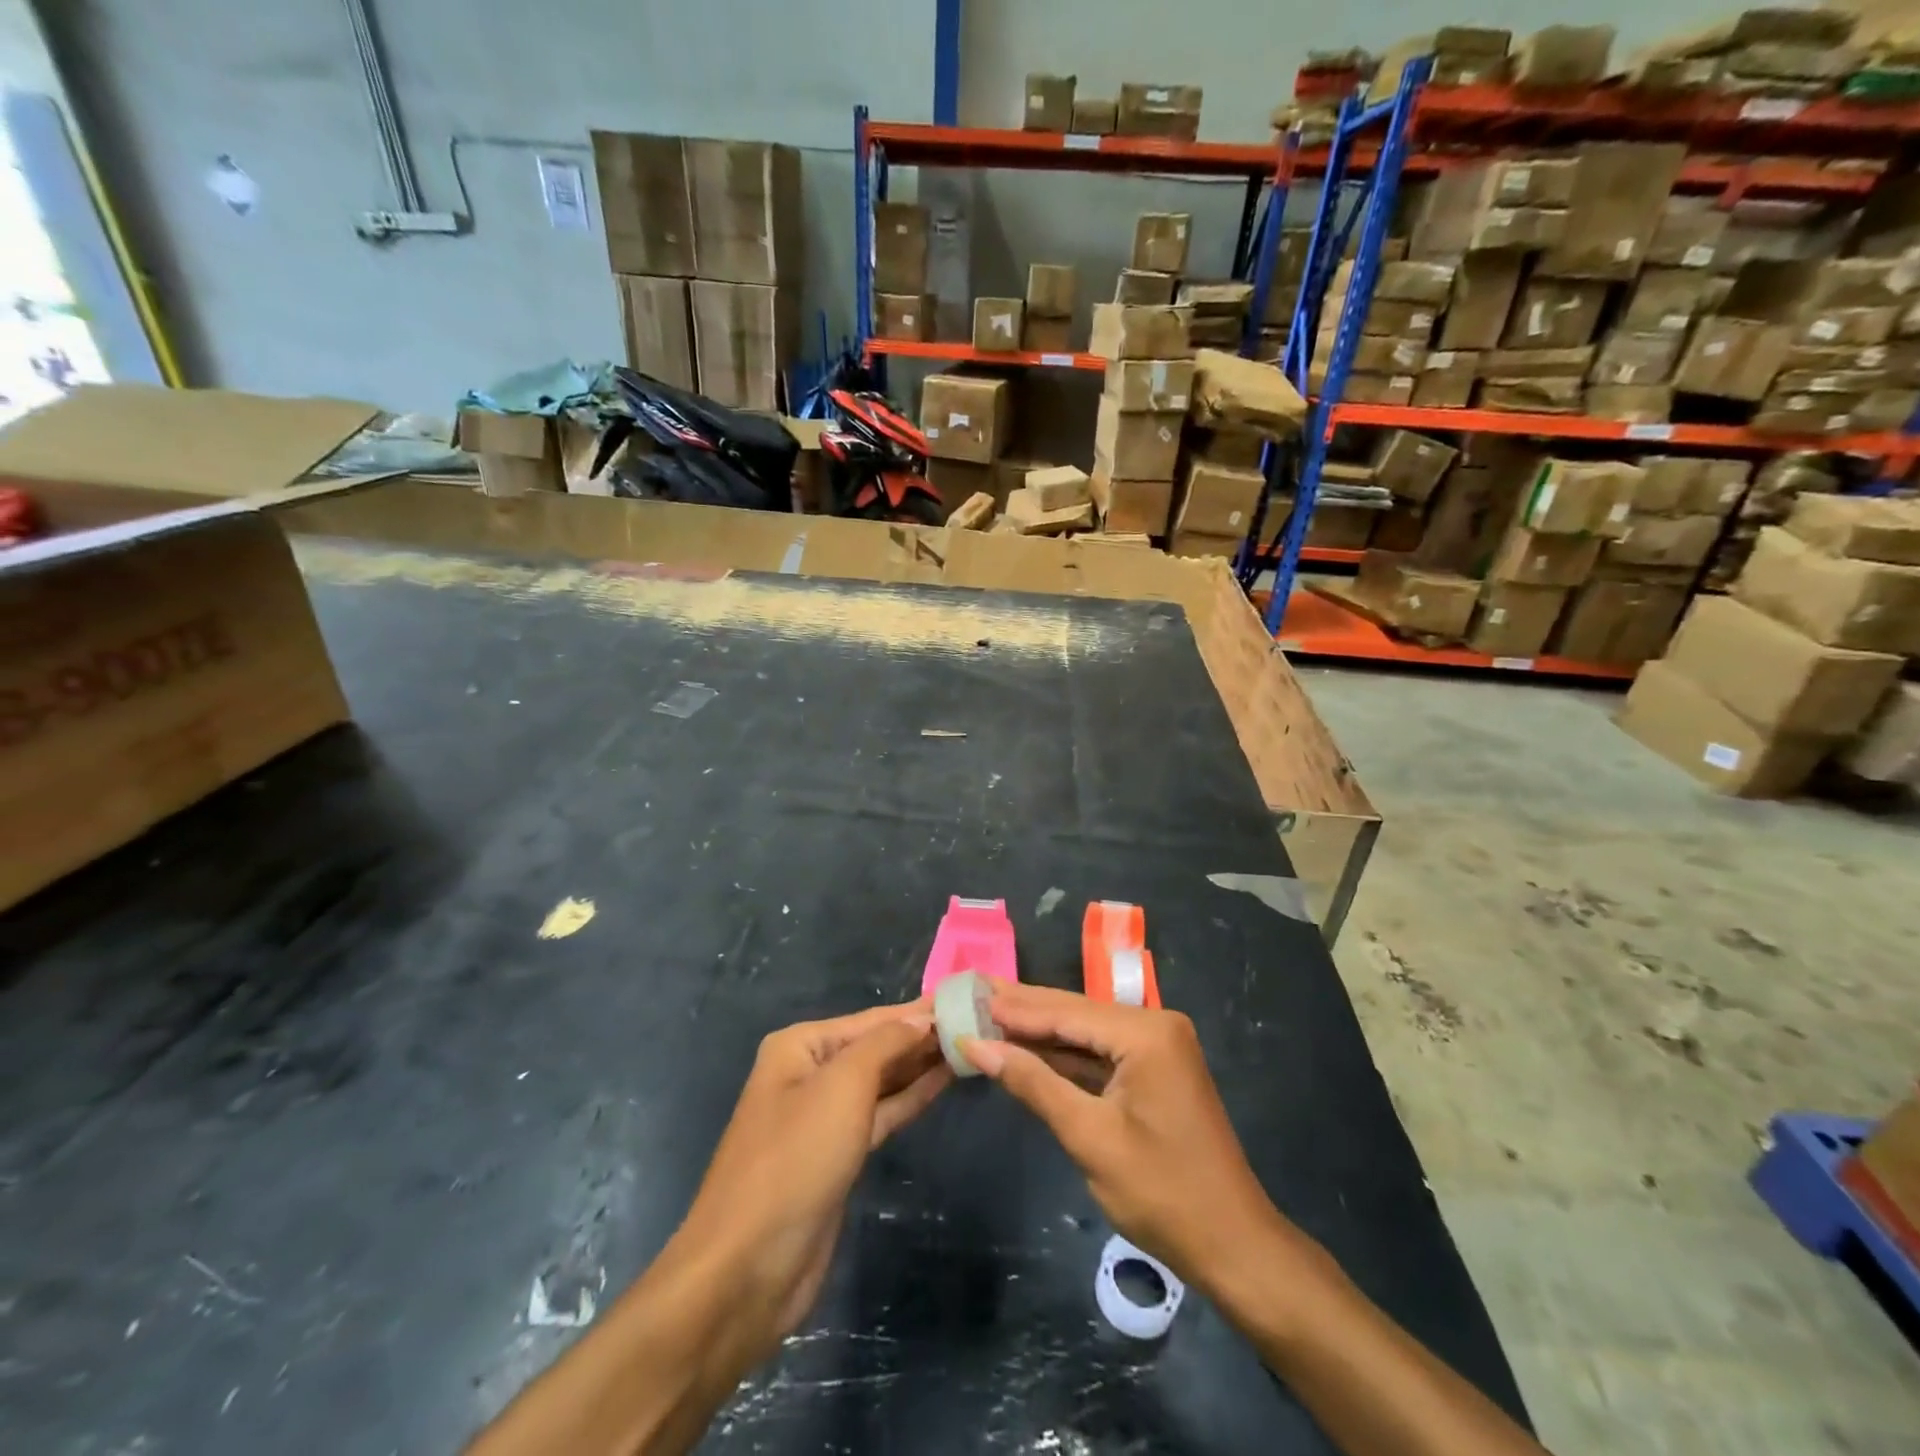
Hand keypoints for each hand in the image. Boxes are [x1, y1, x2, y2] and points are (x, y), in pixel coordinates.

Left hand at [664, 1001, 950, 1367]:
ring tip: (969, 1047)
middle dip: (921, 1037)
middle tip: (978, 1023)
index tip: (965, 998)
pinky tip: (944, 1083)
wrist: (748, 1268)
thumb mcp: (842, 1086)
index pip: (871, 1020)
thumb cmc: (795, 1159)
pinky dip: (911, 1098)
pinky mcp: (838, 1156)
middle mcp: (809, 1073)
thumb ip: (886, 1044)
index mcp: (800, 1046)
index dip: (917, 1011)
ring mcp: (823, 1117)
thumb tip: (922, 1019)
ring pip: (882, 1081)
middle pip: (876, 1047)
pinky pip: (881, 1114)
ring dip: (921, 1066)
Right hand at [964, 984, 1295, 1295]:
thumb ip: (1033, 1083)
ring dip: (1039, 1031)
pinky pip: (1100, 1053)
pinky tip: (1026, 1048)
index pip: (1066, 1011)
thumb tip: (977, 1044)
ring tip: (987, 1015)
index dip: (1014, 1007)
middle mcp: (1154, 1025)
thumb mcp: (1089, 1137)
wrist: (1233, 1246)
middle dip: (1022, 1010)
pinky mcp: (1154, 1069)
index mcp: (1146, 1033)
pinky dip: (1063, 1055)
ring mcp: (1157, 1046)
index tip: (967, 995)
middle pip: (1075, 1012)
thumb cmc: (1163, 1194)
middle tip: (970, 994)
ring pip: (1085, 1032)